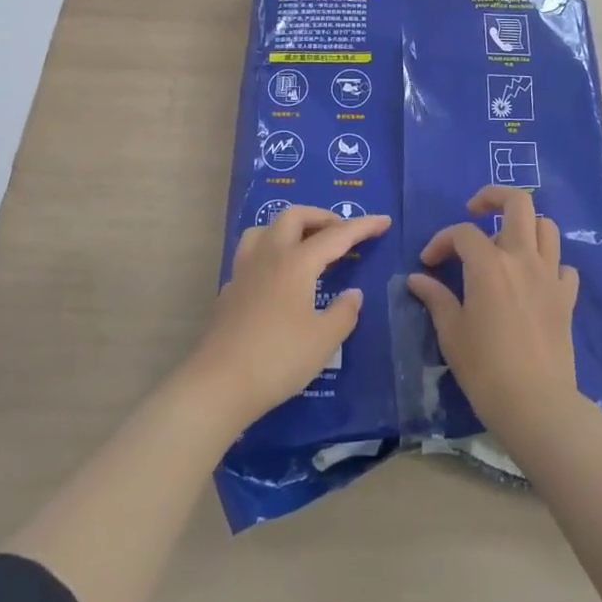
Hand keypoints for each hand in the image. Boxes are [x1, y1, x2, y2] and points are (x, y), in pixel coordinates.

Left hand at [188, 205, 389, 428]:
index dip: (363, 226)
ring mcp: (244, 271)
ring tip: (306, 245)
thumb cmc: (278, 359)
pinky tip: (278, 278)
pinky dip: (271, 253)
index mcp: (296, 263)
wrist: (218, 385)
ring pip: (265, 229)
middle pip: (294, 217)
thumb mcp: (324, 340)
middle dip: (322, 217)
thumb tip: (352, 294)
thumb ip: (343, 312)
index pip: (336, 235)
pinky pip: (252, 254)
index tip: (384, 221)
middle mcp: (269, 256)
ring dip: (290, 228)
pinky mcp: (229, 291)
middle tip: (341, 233)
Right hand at [405, 187, 581, 449]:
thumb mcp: (451, 332)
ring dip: (525, 226)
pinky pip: (563, 266)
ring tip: (506, 243)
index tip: (428, 263)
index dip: (441, 241)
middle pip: (518, 203)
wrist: (536, 403)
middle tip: (475, 211)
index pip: (462, 233)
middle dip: (494, 196)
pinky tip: (534, 280)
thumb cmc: (485, 368)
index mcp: (489, 264)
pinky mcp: (567, 297)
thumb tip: (416, 279)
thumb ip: (436, 298)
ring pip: (546, 227)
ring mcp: (550, 275)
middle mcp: (522, 258)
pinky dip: (549, 264)